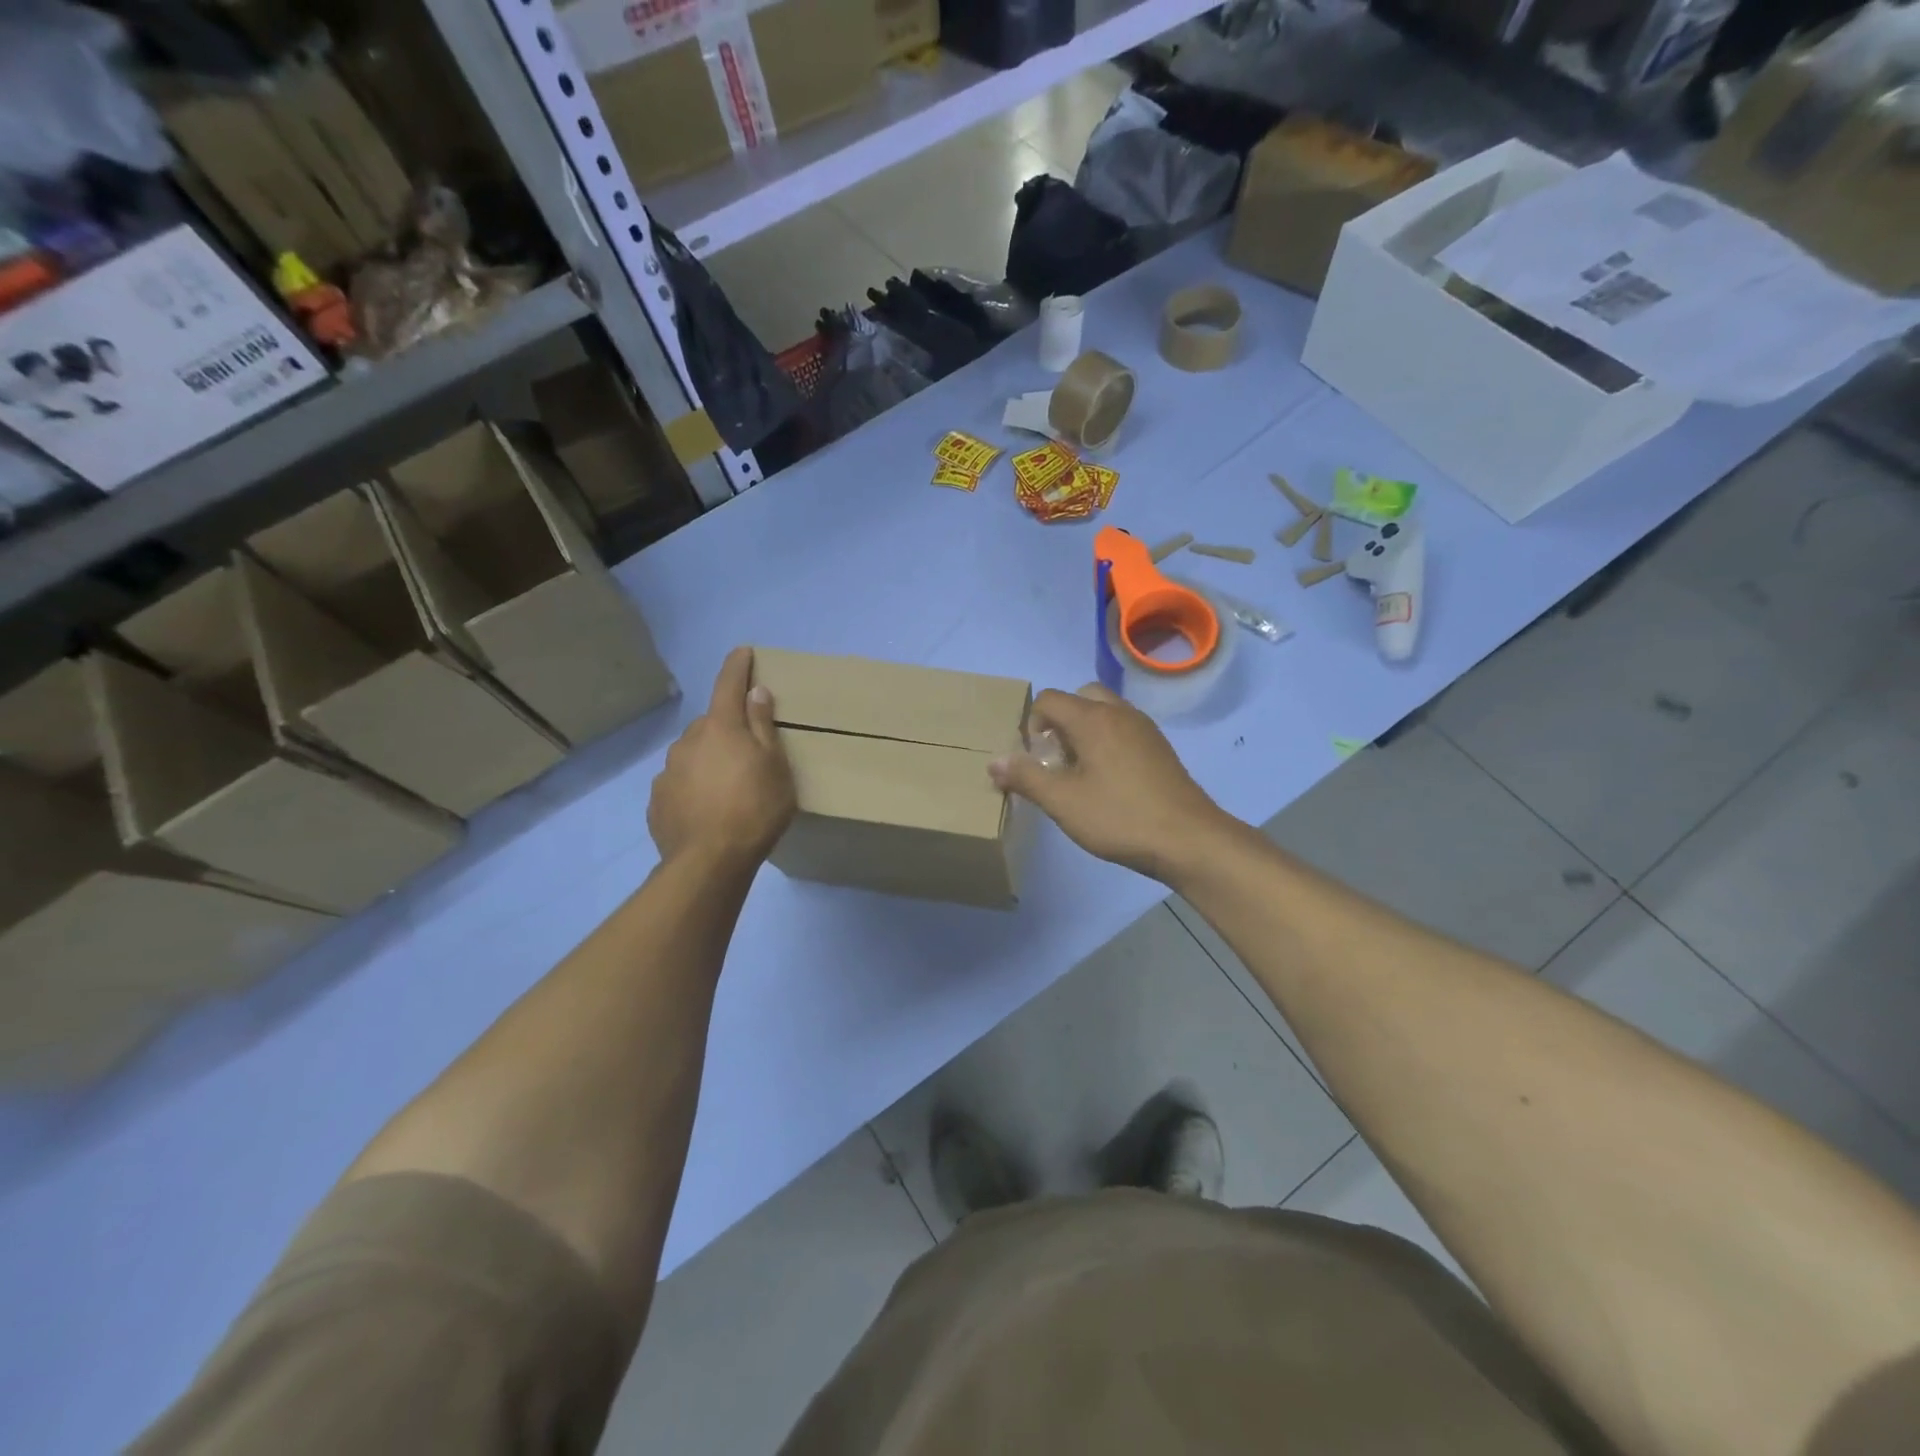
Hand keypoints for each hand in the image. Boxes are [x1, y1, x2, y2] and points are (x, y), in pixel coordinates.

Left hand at [648, 647, 796, 869]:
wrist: (709, 861)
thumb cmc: (754, 809)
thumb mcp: (775, 766)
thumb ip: (763, 726)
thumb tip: (756, 692)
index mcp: (720, 727)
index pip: (728, 684)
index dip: (737, 666)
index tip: (743, 652)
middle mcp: (688, 741)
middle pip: (710, 723)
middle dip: (726, 728)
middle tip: (747, 751)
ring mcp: (668, 771)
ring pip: (692, 754)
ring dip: (708, 760)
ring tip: (727, 788)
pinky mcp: (657, 800)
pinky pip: (680, 783)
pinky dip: (693, 787)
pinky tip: (707, 809)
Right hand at [989, 685, 1230, 882]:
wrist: (1188, 839)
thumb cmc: (1119, 817)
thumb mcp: (1063, 802)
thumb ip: (1026, 777)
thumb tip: (994, 761)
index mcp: (1093, 719)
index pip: (1048, 699)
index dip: (1031, 725)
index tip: (1036, 761)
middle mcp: (1119, 713)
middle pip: (1079, 697)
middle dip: (1060, 722)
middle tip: (1058, 760)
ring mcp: (1144, 728)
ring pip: (1104, 711)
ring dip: (1084, 730)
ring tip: (1081, 772)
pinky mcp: (1159, 747)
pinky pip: (1123, 728)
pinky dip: (1108, 740)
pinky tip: (1110, 781)